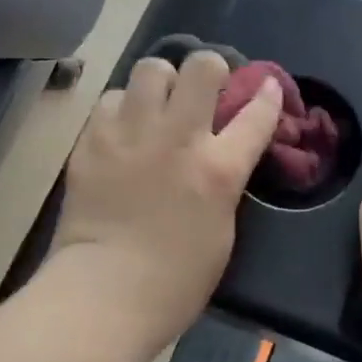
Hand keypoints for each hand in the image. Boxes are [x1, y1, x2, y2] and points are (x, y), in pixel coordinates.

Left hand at [53, 51, 282, 343]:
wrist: (103, 294)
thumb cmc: (175, 280)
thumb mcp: (223, 229)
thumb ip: (225, 180)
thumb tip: (222, 152)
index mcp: (218, 168)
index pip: (257, 113)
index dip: (269, 94)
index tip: (268, 87)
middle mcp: (178, 137)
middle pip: (202, 67)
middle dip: (210, 70)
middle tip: (203, 91)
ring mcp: (131, 133)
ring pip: (152, 68)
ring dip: (161, 82)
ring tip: (157, 104)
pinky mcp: (93, 139)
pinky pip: (112, 98)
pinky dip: (122, 108)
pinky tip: (123, 130)